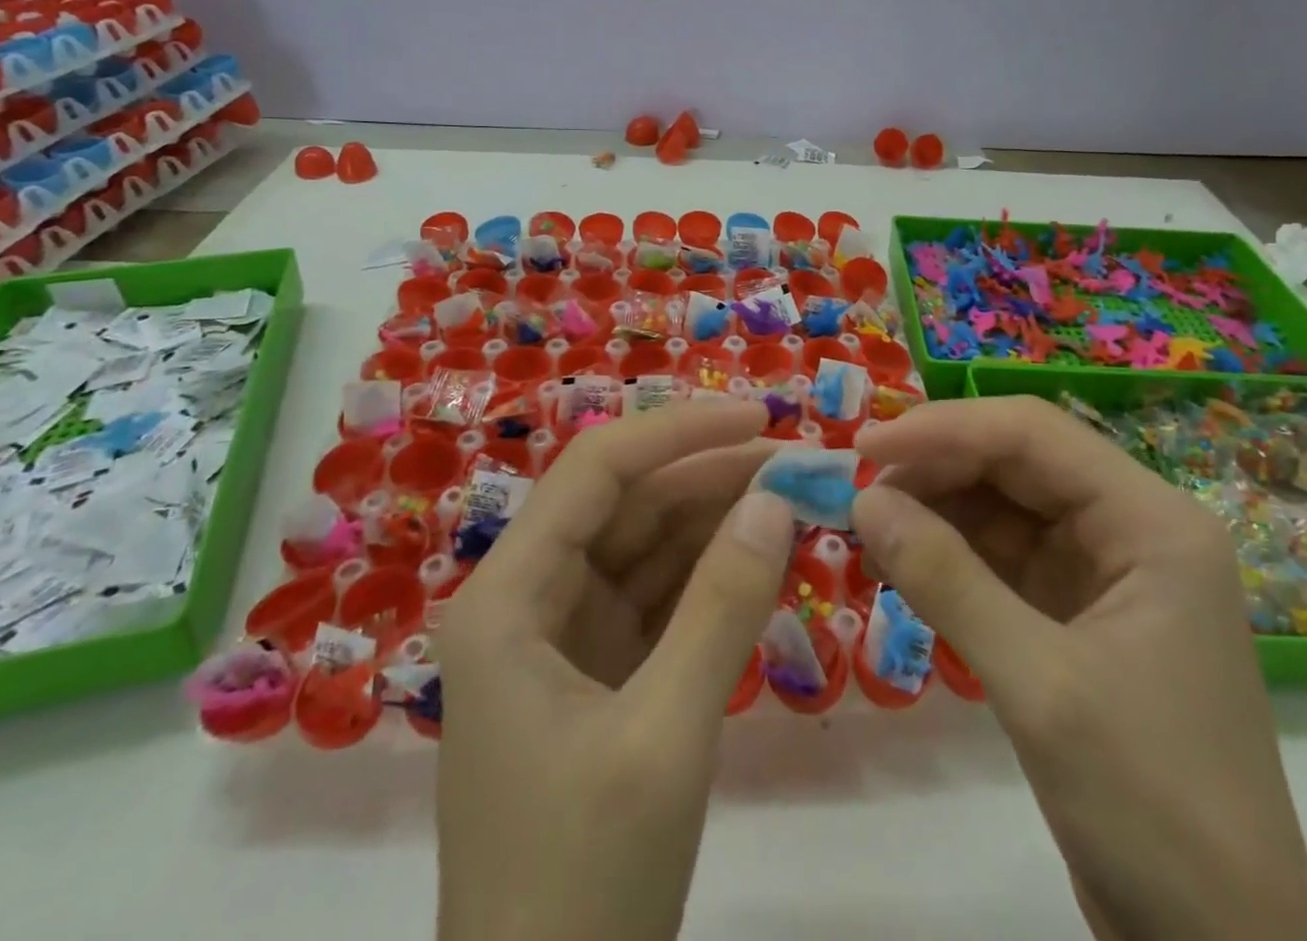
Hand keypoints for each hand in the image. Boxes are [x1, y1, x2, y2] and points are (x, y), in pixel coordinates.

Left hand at [436, 402, 795, 940]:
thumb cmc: (583, 888)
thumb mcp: (665, 735)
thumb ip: (723, 606)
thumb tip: (777, 499)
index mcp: (507, 596)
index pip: (597, 470)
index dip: (680, 430)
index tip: (761, 417)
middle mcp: (525, 599)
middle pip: (625, 504)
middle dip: (710, 476)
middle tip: (799, 461)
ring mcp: (561, 638)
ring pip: (644, 547)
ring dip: (717, 521)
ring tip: (795, 498)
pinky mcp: (596, 674)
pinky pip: (657, 599)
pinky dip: (709, 576)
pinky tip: (764, 555)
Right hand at [852, 396, 1306, 940]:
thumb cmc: (1152, 808)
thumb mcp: (1040, 685)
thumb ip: (946, 580)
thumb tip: (863, 499)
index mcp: (1152, 522)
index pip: (1034, 434)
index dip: (944, 428)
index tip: (863, 446)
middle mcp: (1132, 528)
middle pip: (1018, 462)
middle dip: (935, 466)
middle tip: (856, 486)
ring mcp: (1105, 571)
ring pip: (1004, 506)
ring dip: (935, 507)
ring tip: (867, 521)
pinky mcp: (1077, 613)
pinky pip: (1001, 556)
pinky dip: (949, 552)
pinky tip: (900, 558)